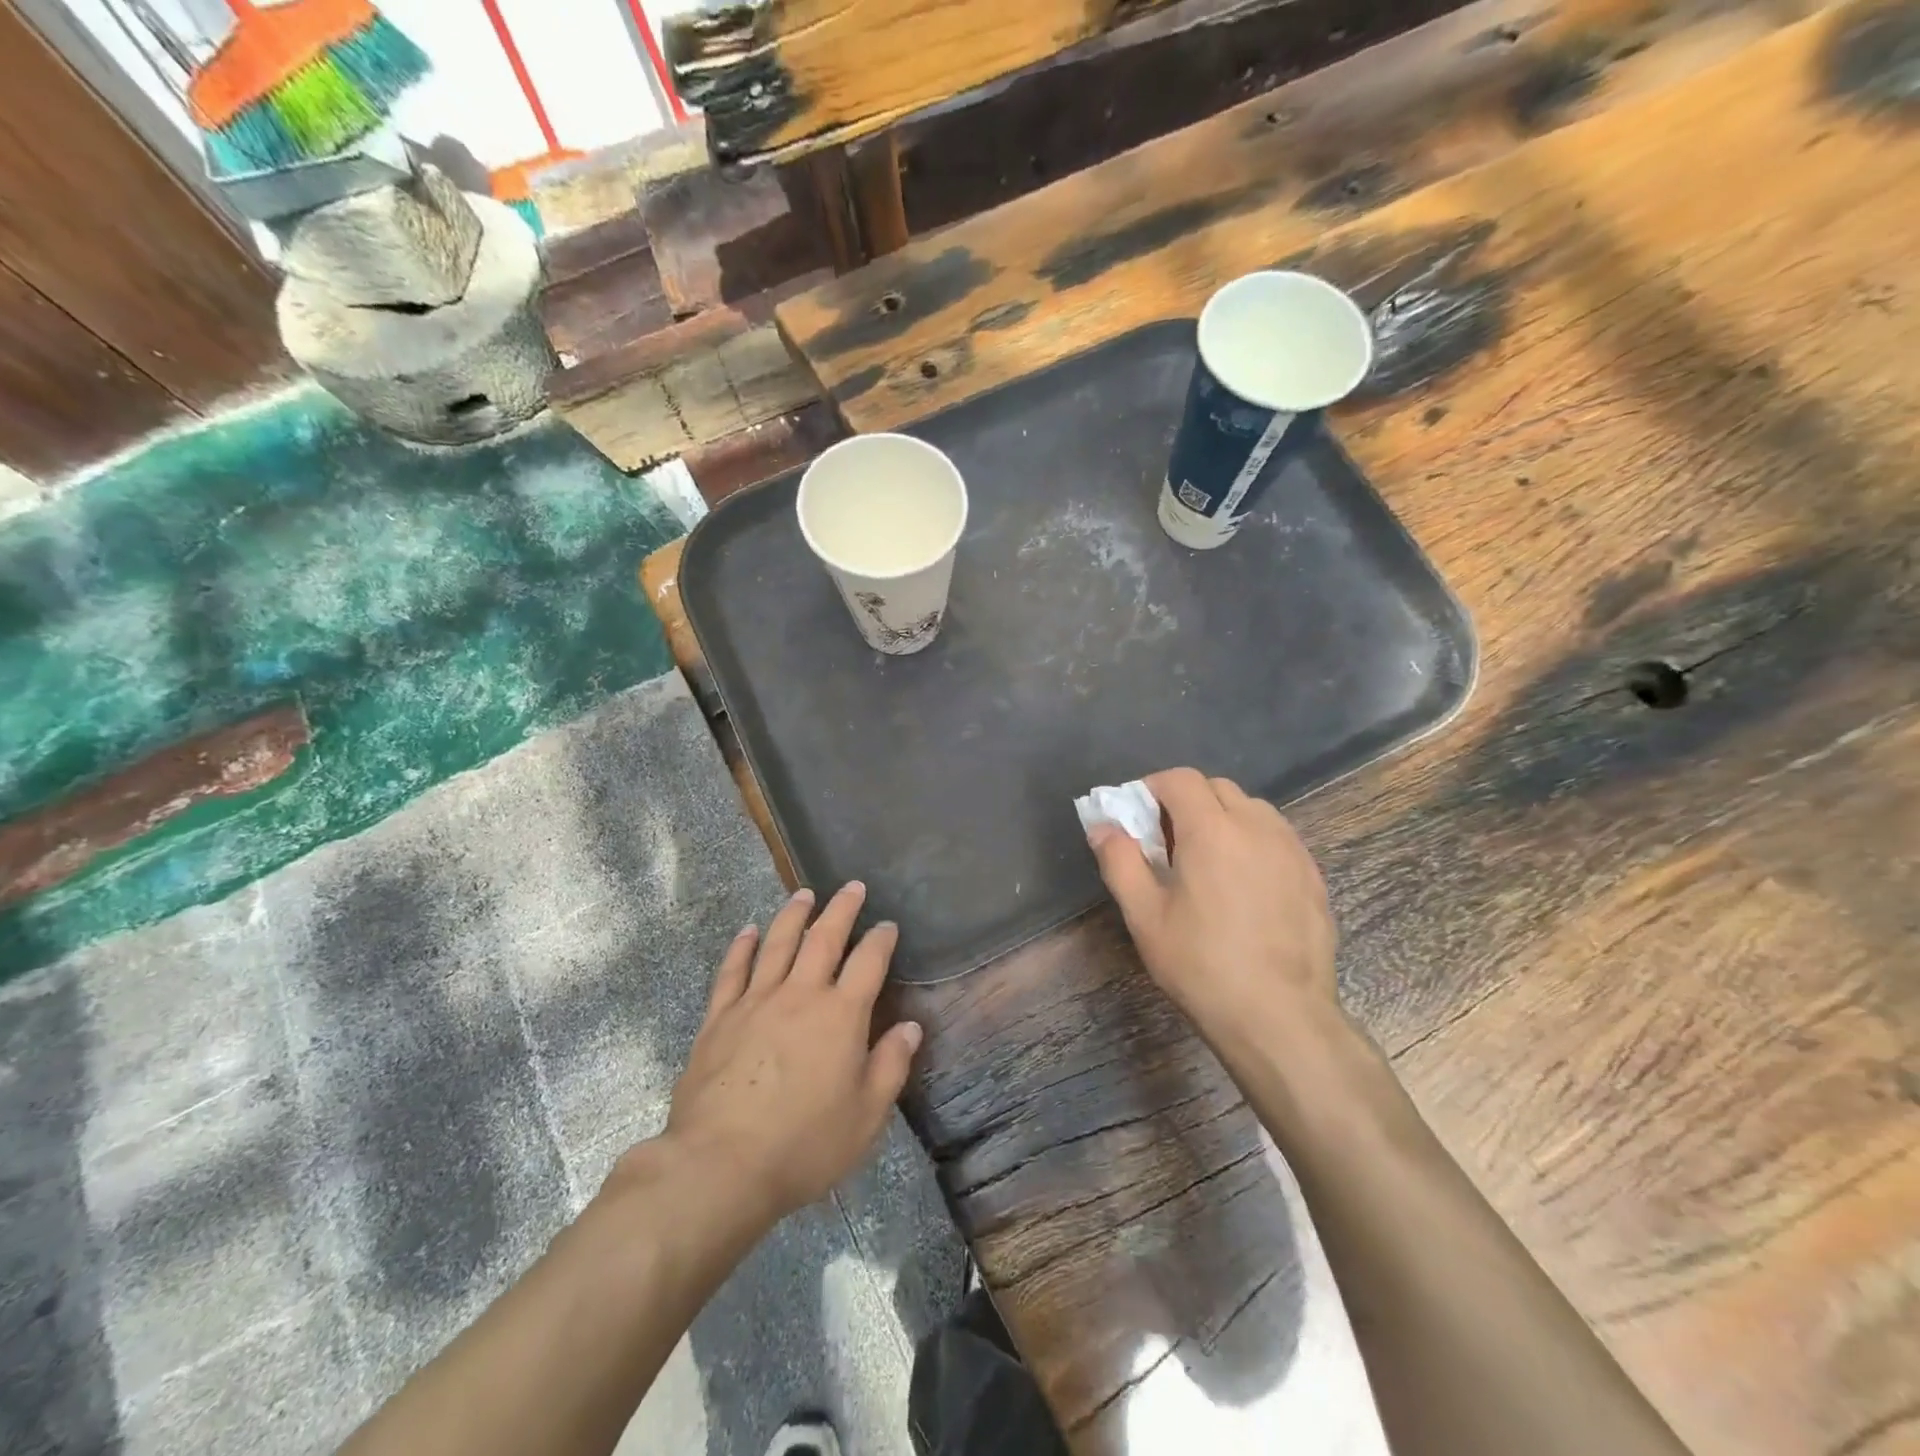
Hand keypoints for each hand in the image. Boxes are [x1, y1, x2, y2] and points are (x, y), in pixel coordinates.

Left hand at [658, 882, 921, 1226]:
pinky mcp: (719, 1018)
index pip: (868, 962)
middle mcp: (800, 995)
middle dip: (842, 909)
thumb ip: (891, 1065)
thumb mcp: (866, 1116)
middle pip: (824, 938)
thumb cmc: (804, 1144)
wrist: (721, 1165)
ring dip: (794, 915)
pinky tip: (749, 931)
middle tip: (852, 886)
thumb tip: (910, 1026)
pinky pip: (732, 971)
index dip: (881, 939)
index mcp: (841, 1015)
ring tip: (804, 894)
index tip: (888, 925)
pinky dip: (742, 947)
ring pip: (778, 944)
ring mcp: (756, 1002)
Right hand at [1087, 768, 1340, 1049]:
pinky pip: (1277, 837)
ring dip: (1222, 817)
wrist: (1279, 1016)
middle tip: (1166, 841)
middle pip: (1217, 788)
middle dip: (1186, 801)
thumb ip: (1120, 861)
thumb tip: (1103, 826)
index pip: (1180, 779)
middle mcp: (1256, 826)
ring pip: (1251, 809)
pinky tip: (1243, 883)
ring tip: (1206, 861)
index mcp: (1211, 830)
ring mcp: (1291, 849)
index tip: (1137, 815)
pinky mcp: (1313, 875)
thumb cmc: (1201, 964)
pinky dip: (1252, 840)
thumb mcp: (1144, 916)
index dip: (1153, 787)